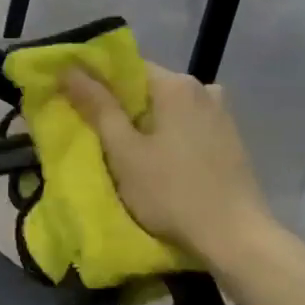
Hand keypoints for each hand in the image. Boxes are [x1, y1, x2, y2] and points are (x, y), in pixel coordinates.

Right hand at [61, 63, 270, 264]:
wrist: (235, 237)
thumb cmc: (171, 193)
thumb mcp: (125, 152)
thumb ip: (98, 107)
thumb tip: (70, 70)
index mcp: (176, 84)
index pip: (127, 67)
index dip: (99, 84)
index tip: (79, 107)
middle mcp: (204, 88)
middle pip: (150, 88)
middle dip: (123, 108)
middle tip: (98, 137)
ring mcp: (222, 114)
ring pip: (170, 110)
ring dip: (148, 125)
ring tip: (129, 154)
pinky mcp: (231, 139)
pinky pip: (189, 126)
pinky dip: (170, 137)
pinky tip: (162, 164)